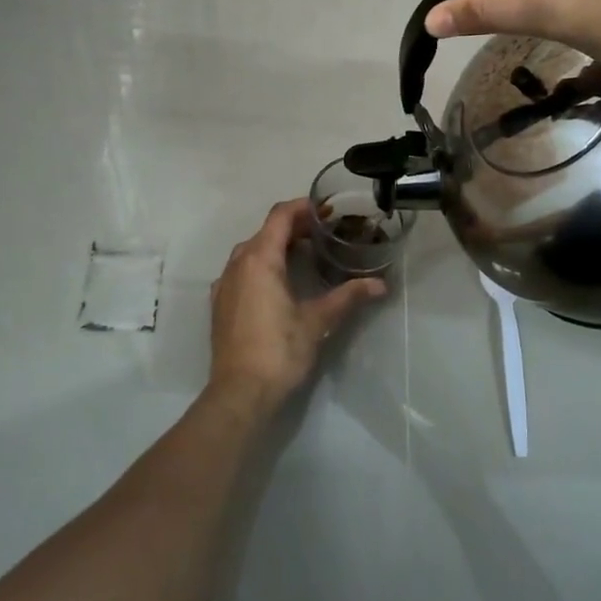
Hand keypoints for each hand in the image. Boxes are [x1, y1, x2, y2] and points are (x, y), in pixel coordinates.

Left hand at [208, 199, 385, 411]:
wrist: (239, 393)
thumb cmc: (279, 351)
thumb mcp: (318, 321)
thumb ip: (348, 297)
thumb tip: (381, 284)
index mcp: (259, 259)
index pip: (280, 216)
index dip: (303, 207)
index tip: (327, 210)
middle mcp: (237, 264)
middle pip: (266, 231)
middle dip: (294, 226)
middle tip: (324, 232)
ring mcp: (224, 284)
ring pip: (251, 250)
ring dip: (277, 245)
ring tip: (305, 253)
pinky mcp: (220, 303)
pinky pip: (241, 269)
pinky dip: (262, 264)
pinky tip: (279, 282)